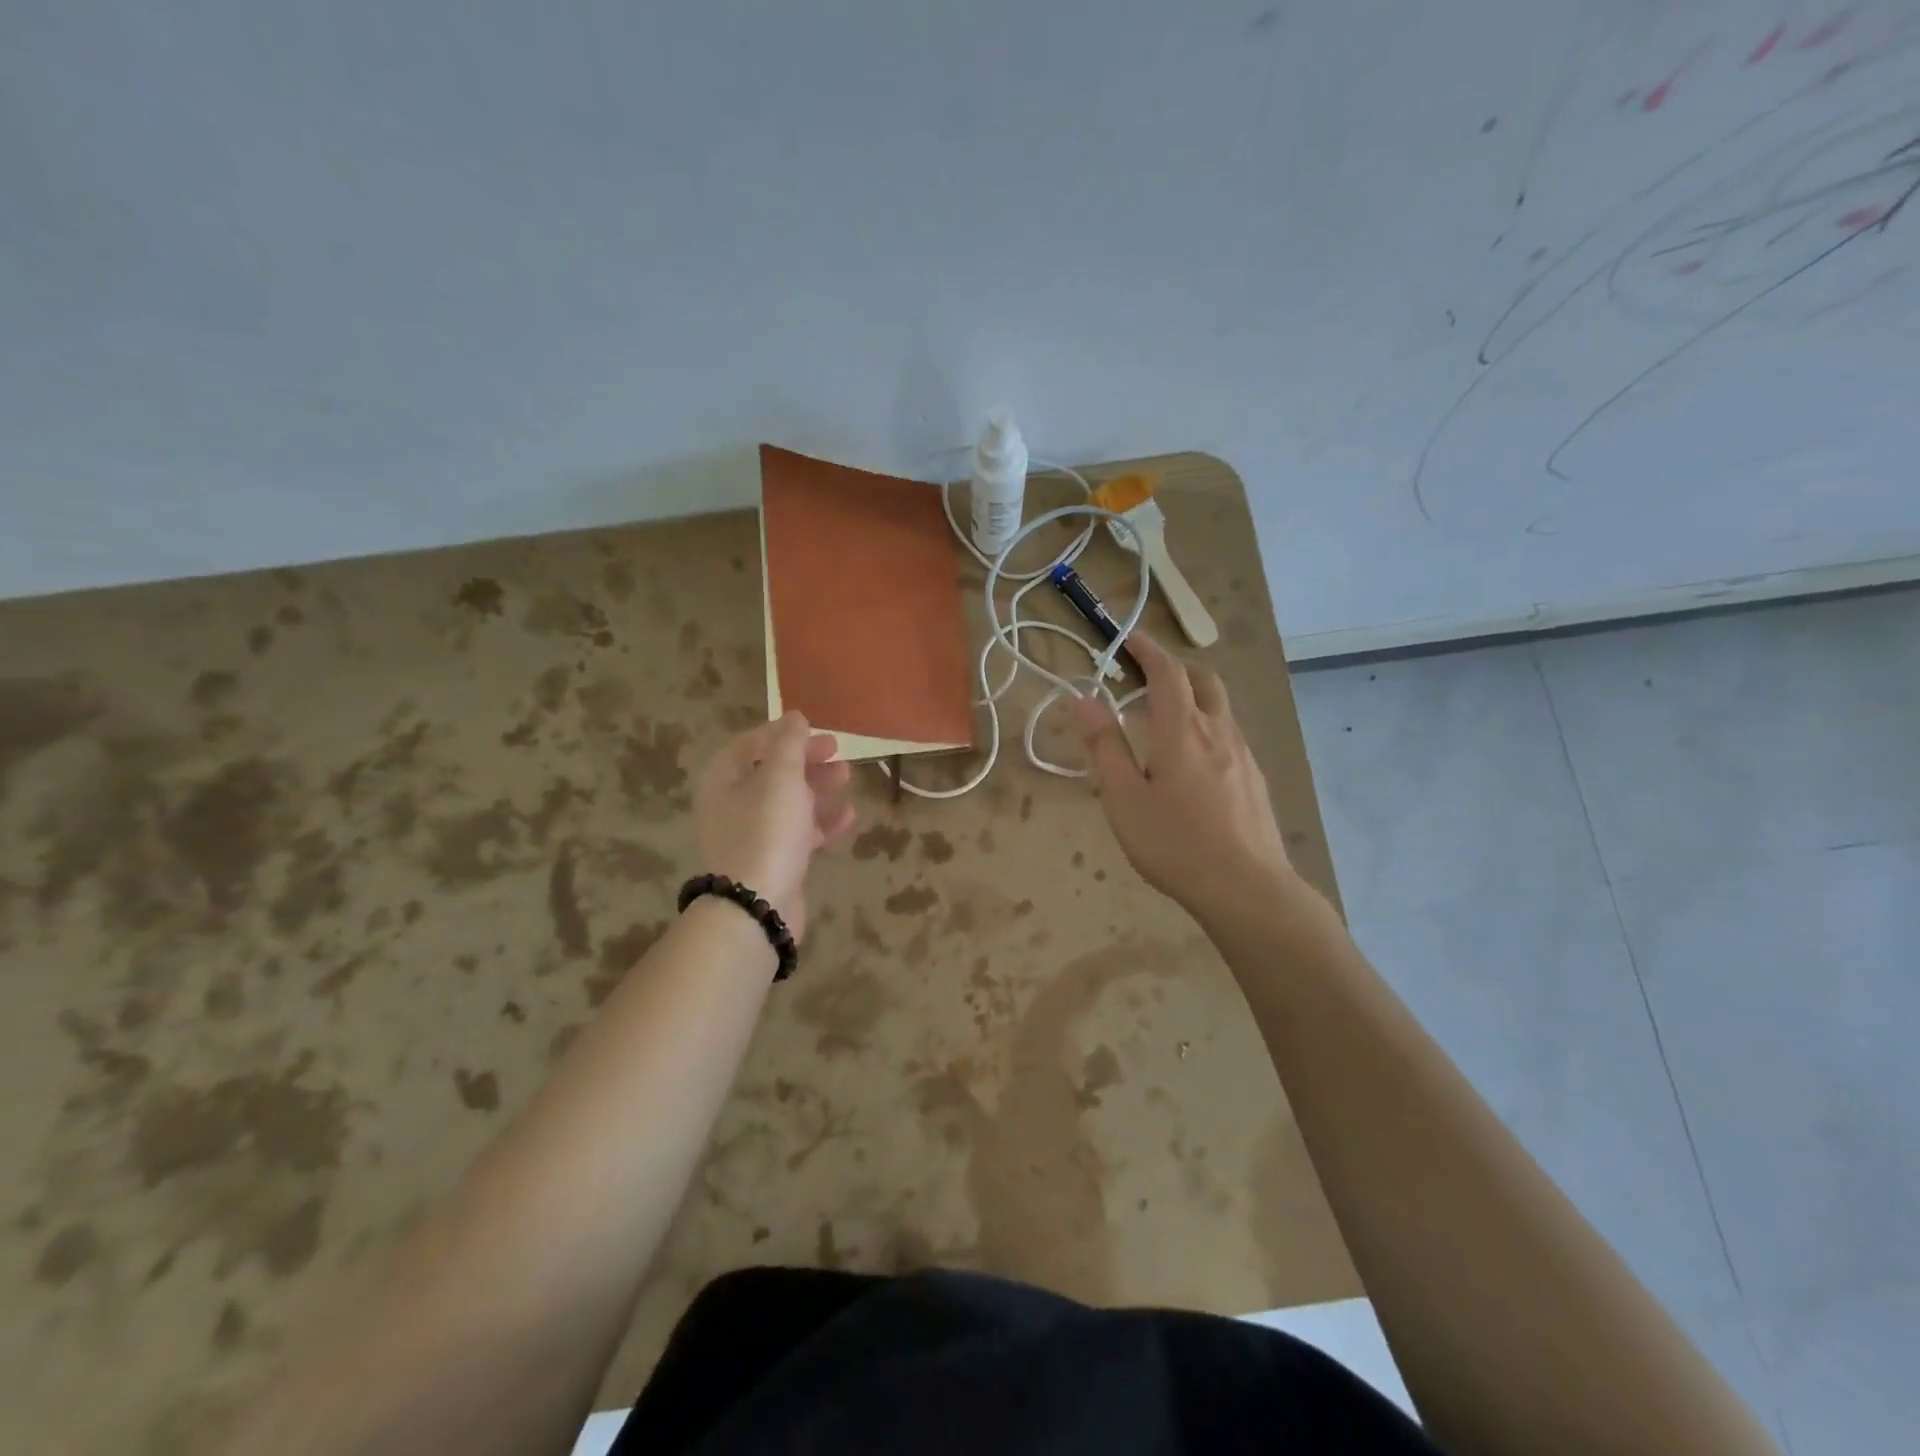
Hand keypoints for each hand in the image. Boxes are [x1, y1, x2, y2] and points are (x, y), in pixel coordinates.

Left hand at [693, 711, 854, 941]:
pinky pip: (799, 832)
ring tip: (846, 778)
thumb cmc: (766, 831)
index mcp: (725, 778)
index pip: (752, 742)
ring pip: (788, 801)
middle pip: (772, 771)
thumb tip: (794, 716)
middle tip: (838, 752)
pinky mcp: (772, 859)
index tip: (816, 729)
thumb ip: (788, 744)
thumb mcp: (780, 778)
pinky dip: (822, 821)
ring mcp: (752, 834)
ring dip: (818, 787)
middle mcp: (733, 803)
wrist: (756, 905)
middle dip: (807, 759)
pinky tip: (848, 815)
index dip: (783, 732)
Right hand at [1067, 633, 1293, 922]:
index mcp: (1182, 730)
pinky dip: (1206, 724)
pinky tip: (1192, 760)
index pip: (1167, 672)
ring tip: (1164, 717)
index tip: (1128, 640)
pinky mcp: (1254, 778)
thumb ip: (1104, 746)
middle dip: (1175, 666)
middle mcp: (1218, 732)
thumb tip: (1082, 700)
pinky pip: (1229, 734)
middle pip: (1204, 680)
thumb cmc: (1175, 843)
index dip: (1148, 650)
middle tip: (1147, 674)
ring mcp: (1243, 755)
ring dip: (1193, 696)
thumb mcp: (1124, 798)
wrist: (1247, 888)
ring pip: (1220, 707)